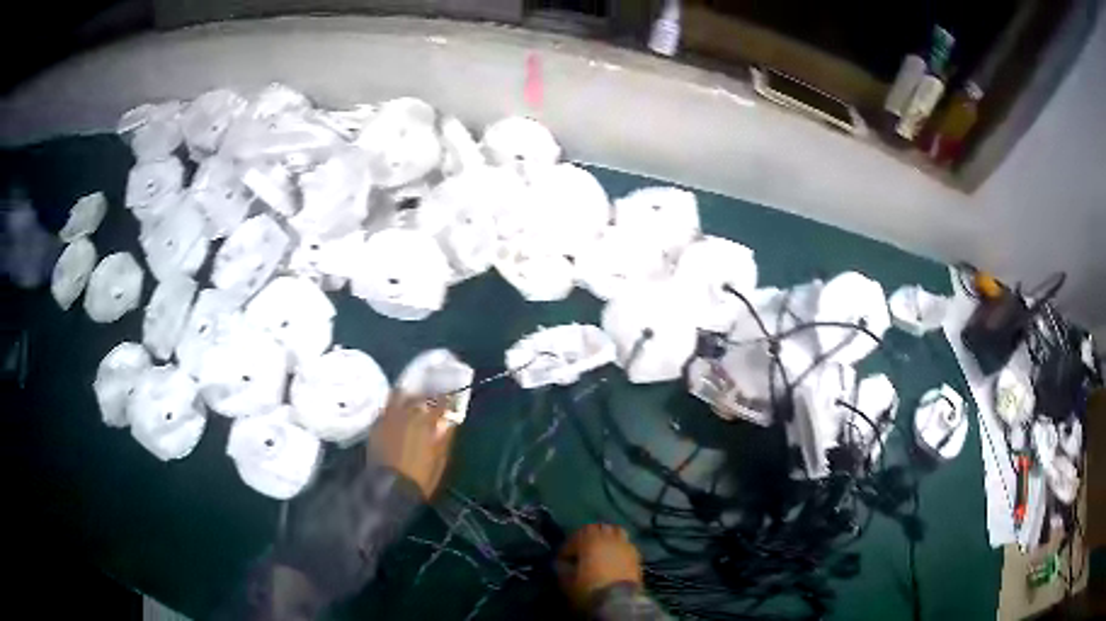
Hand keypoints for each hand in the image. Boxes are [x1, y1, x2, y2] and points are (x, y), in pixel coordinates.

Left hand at [369, 392, 457, 498]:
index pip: (439, 404)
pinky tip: (395, 415)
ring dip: (406, 398)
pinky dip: (391, 409)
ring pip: (397, 397)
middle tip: (430, 400)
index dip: (446, 400)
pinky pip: (384, 410)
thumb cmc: (420, 477)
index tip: (449, 400)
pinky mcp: (375, 427)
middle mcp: (405, 415)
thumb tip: (448, 423)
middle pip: (417, 396)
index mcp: (425, 423)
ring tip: (410, 401)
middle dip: (425, 396)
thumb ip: (444, 438)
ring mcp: (388, 419)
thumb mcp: (439, 460)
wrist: (390, 489)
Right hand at [557, 524, 642, 609]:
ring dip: (606, 537)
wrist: (619, 601)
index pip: (573, 538)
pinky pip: (626, 543)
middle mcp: (608, 537)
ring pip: (615, 531)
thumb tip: (562, 563)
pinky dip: (619, 546)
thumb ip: (562, 569)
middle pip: (596, 528)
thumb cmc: (589, 589)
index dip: (566, 549)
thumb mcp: (567, 582)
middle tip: (581, 550)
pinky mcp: (636, 554)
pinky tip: (615, 557)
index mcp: (589, 540)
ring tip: (600, 549)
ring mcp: (625, 544)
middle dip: (587, 537)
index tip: (562, 559)